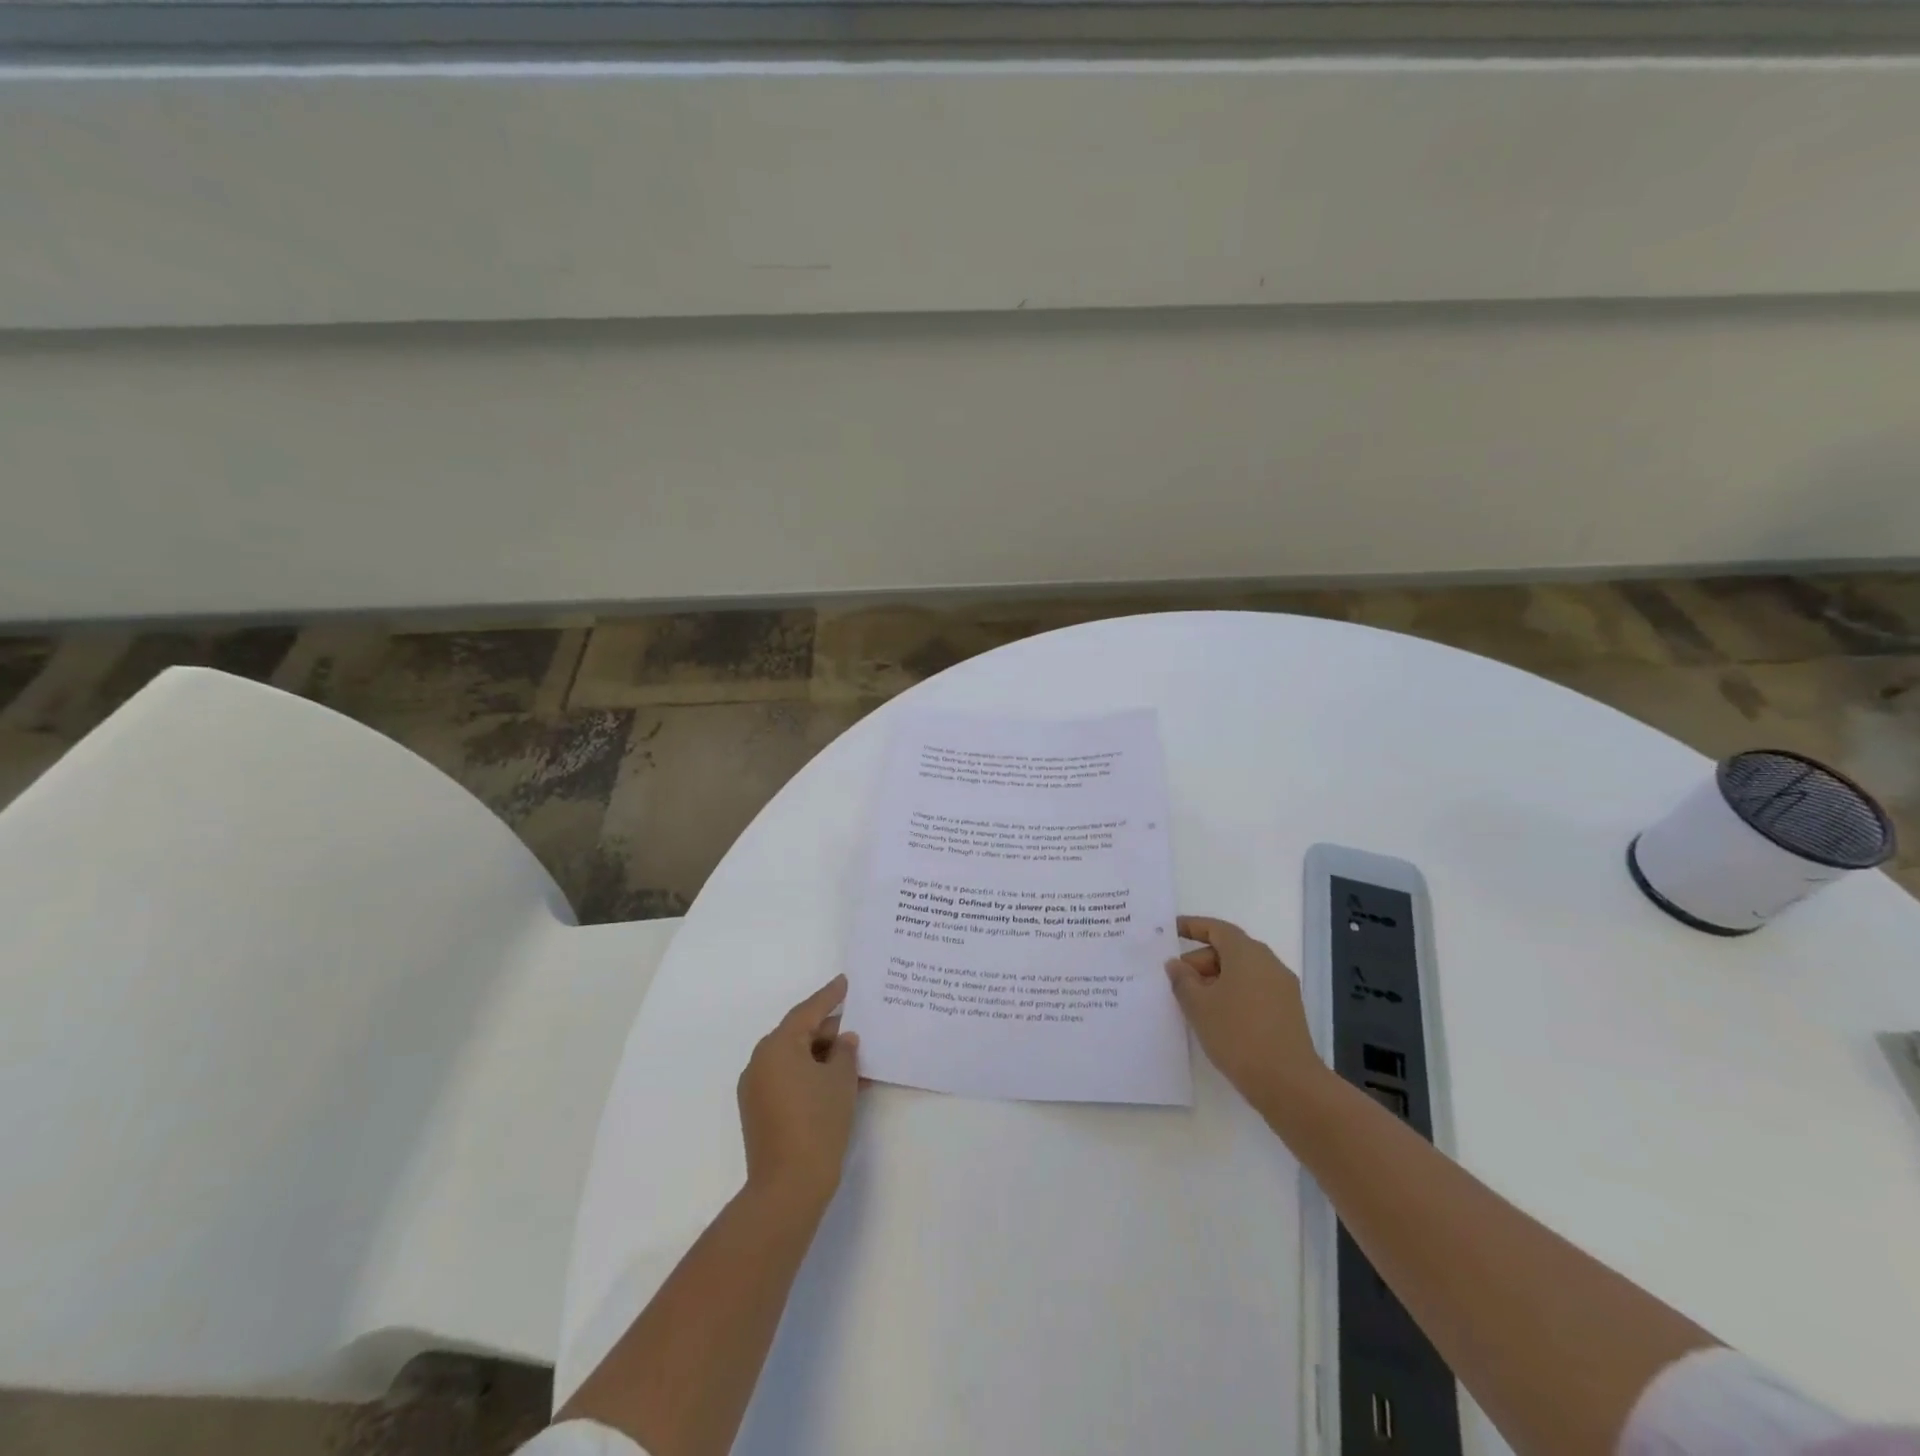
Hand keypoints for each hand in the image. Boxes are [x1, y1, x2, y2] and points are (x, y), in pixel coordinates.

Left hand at [737, 975, 862, 1210]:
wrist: (788, 1186)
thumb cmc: (818, 1122)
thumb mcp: (841, 1080)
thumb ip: (845, 1052)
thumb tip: (843, 1040)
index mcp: (777, 1045)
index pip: (808, 1011)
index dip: (830, 996)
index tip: (845, 981)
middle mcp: (760, 1061)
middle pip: (798, 1034)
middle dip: (828, 1030)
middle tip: (857, 1026)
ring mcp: (756, 1088)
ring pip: (793, 1059)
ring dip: (821, 1056)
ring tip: (852, 1057)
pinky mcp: (758, 1112)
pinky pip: (787, 1079)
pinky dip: (810, 1075)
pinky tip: (836, 1083)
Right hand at [1166, 915, 1326, 1118]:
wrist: (1288, 1083)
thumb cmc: (1237, 1034)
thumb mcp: (1198, 1006)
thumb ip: (1182, 980)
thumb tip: (1176, 964)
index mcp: (1247, 953)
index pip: (1216, 928)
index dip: (1192, 926)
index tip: (1170, 931)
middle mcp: (1268, 963)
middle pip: (1229, 950)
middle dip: (1200, 961)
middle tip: (1176, 981)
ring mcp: (1282, 988)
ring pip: (1241, 972)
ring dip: (1215, 980)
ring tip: (1192, 1003)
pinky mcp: (1287, 1011)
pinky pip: (1253, 990)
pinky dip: (1232, 994)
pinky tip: (1216, 1018)